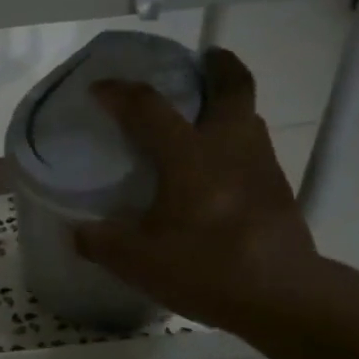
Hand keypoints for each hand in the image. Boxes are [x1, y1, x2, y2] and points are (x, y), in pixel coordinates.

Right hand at [75, 47, 326, 336]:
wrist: (280, 296)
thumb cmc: (205, 269)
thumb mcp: (137, 261)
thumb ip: (100, 242)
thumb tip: (78, 231)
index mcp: (190, 156)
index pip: (150, 107)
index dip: (120, 93)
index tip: (99, 89)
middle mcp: (230, 146)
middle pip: (233, 86)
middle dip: (216, 65)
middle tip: (198, 62)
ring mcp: (261, 165)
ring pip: (249, 115)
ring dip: (229, 104)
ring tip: (204, 117)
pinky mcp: (278, 189)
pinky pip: (255, 148)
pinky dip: (236, 143)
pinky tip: (220, 172)